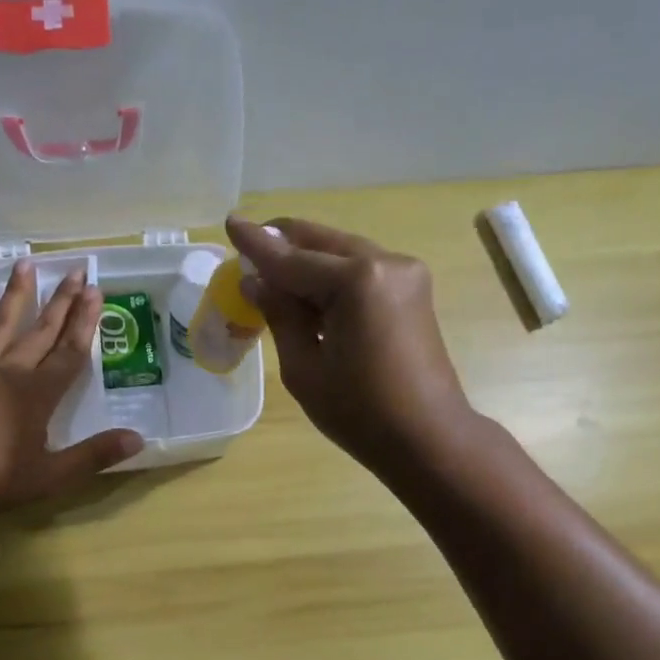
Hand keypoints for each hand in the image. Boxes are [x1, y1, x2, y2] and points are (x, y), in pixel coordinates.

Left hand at [0, 263, 142, 512]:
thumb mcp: (50, 476)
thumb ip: (94, 456)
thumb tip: (138, 439)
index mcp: (37, 395)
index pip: (69, 353)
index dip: (85, 323)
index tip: (95, 291)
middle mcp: (8, 373)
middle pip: (40, 332)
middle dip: (61, 302)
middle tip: (76, 270)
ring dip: (14, 296)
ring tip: (25, 263)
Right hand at [227, 216, 474, 472]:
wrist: (428, 438)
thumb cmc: (360, 413)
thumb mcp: (304, 368)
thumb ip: (280, 315)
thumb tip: (256, 281)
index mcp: (357, 281)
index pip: (292, 258)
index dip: (256, 244)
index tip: (230, 221)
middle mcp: (385, 262)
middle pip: (320, 243)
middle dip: (282, 246)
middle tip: (247, 251)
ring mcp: (405, 273)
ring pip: (340, 252)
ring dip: (306, 261)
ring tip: (272, 277)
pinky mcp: (412, 289)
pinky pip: (360, 269)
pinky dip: (331, 276)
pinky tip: (309, 293)